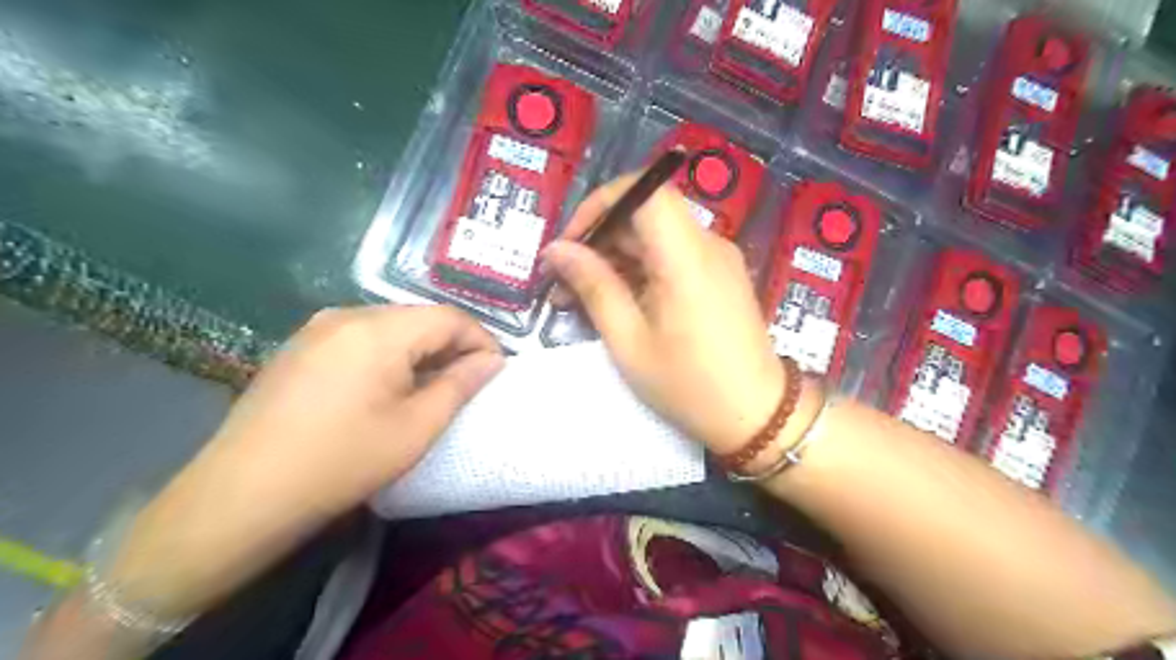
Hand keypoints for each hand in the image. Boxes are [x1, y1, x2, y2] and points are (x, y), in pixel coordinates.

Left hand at [102, 305, 499, 619]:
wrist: (241, 496)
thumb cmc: (342, 462)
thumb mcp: (417, 427)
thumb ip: (461, 385)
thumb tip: (492, 361)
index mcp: (379, 330)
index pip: (450, 317)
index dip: (482, 341)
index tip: (496, 372)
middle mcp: (347, 314)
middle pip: (420, 318)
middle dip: (452, 347)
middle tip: (467, 384)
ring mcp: (317, 328)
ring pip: (391, 327)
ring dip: (421, 351)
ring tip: (432, 389)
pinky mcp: (300, 347)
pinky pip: (361, 338)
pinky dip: (389, 356)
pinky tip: (388, 389)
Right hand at [544, 174, 783, 456]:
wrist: (757, 416)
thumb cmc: (688, 385)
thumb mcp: (629, 340)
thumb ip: (593, 286)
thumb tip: (556, 250)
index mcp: (686, 255)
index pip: (644, 190)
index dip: (601, 204)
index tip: (571, 241)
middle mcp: (707, 244)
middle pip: (645, 214)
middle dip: (599, 239)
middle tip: (563, 282)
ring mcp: (717, 259)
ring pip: (656, 237)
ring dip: (615, 259)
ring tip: (579, 299)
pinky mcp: (719, 276)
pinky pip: (672, 257)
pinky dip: (639, 271)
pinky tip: (616, 303)